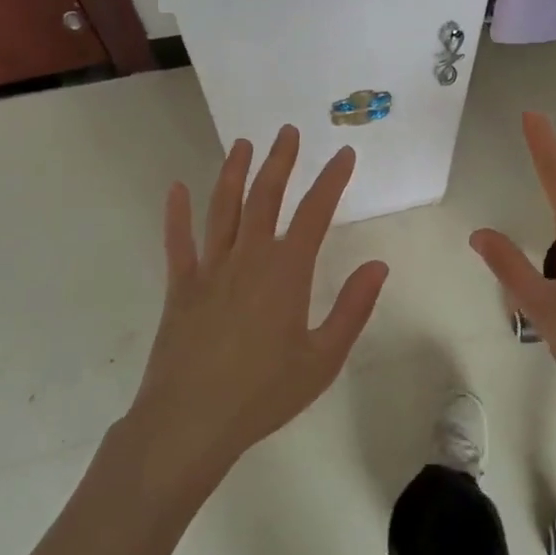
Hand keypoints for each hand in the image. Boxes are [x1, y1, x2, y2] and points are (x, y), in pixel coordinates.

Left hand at [129, 126, 389, 474]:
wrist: (189, 423)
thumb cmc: (263, 394)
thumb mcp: (322, 359)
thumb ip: (352, 308)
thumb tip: (378, 265)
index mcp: (286, 273)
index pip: (315, 213)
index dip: (331, 180)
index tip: (344, 154)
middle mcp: (248, 259)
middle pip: (265, 197)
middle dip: (280, 162)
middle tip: (287, 131)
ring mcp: (209, 270)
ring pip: (223, 209)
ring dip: (234, 173)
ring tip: (243, 144)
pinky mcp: (180, 287)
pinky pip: (178, 242)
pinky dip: (176, 213)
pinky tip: (177, 188)